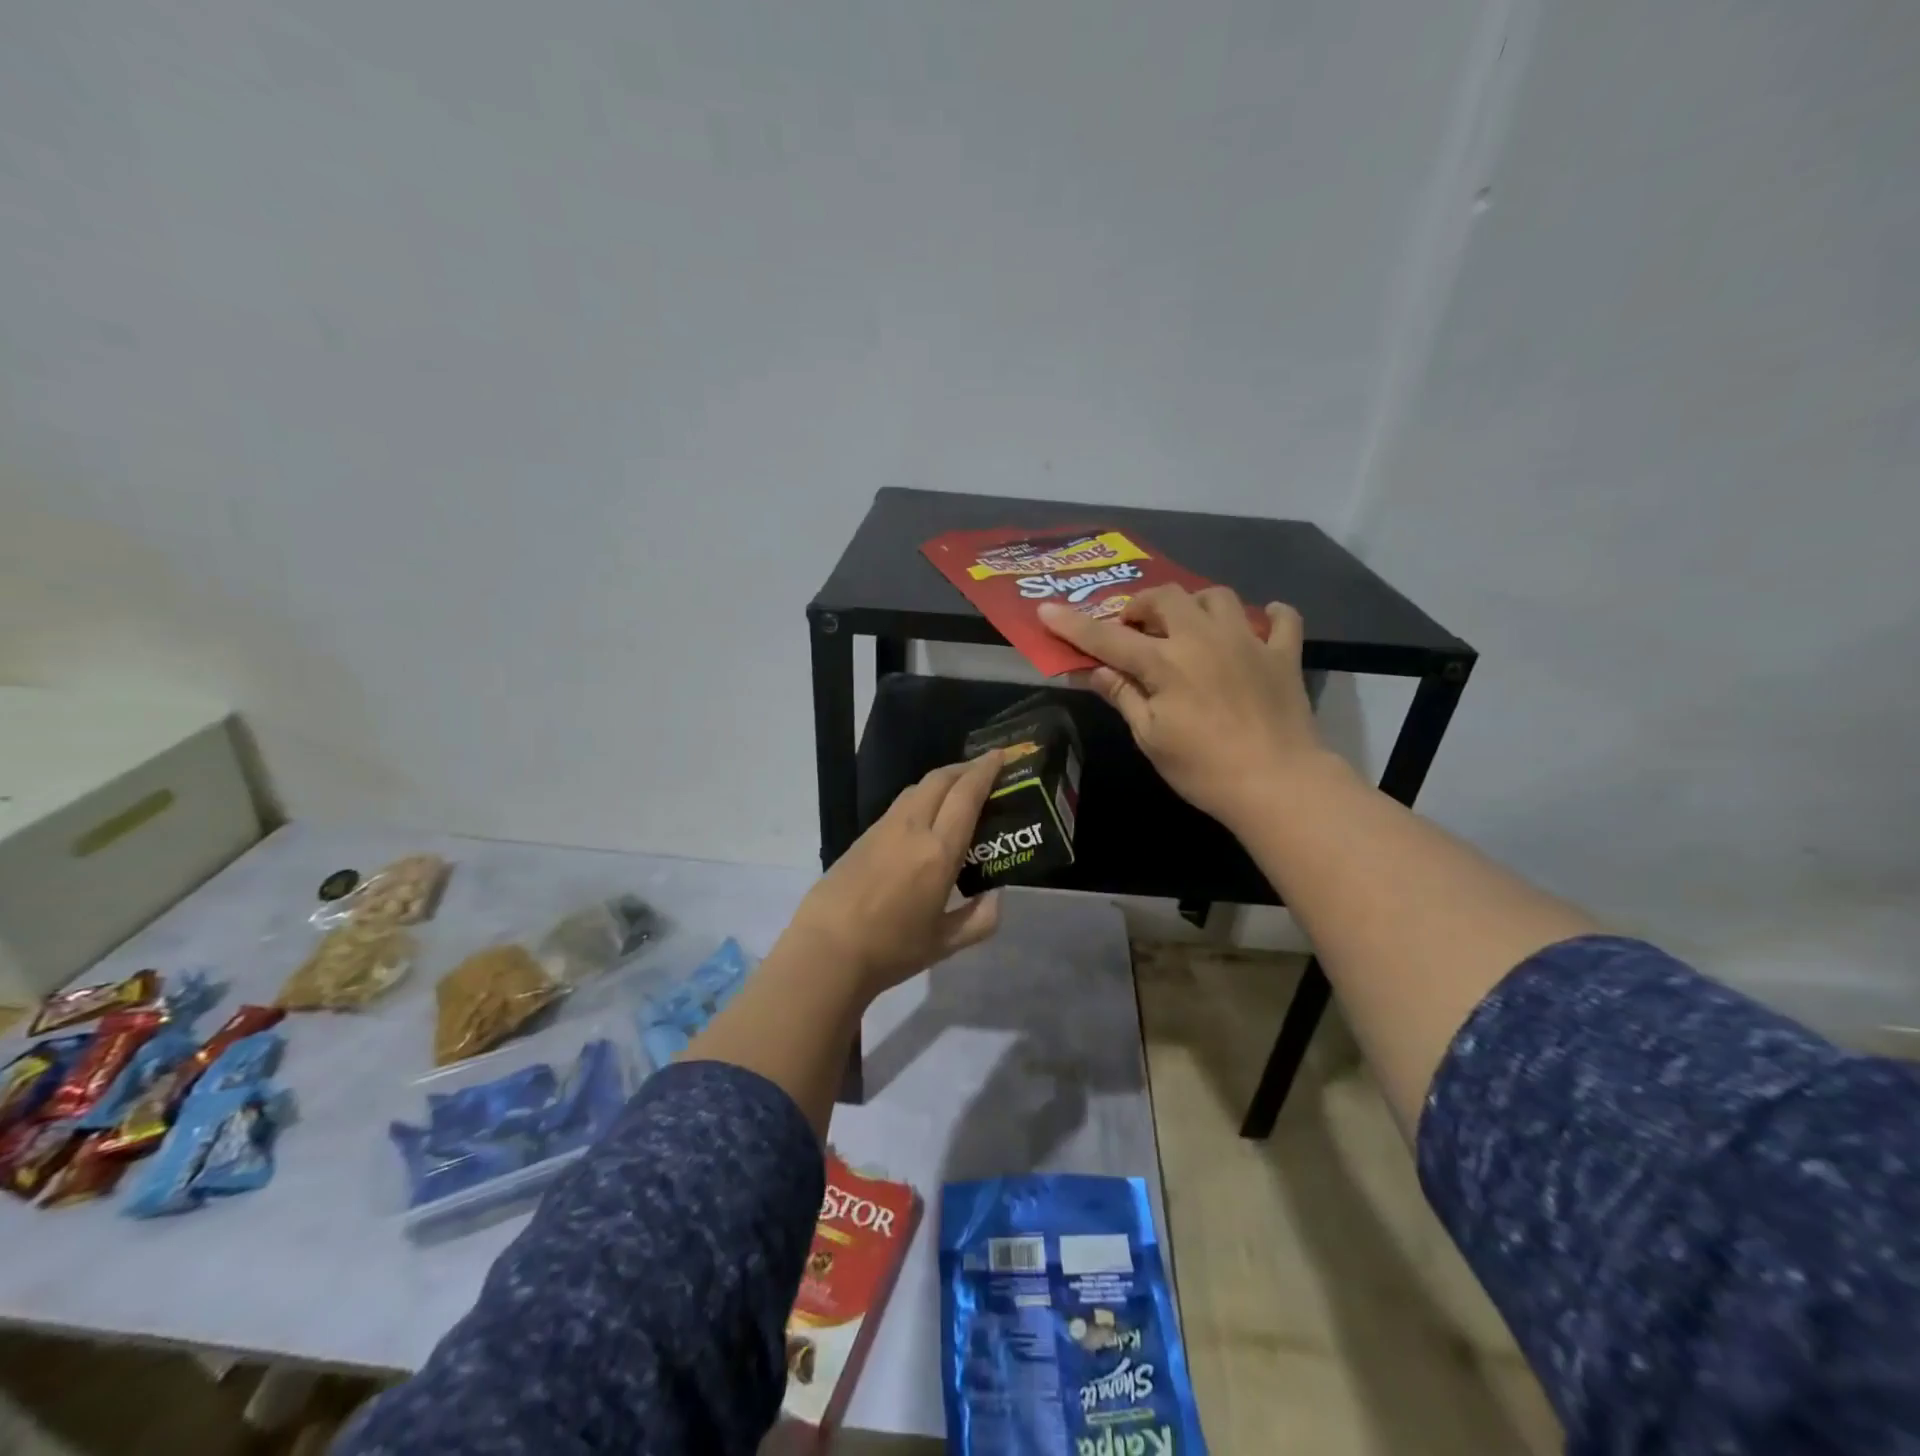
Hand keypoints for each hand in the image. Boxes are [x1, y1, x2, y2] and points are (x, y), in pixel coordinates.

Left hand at [783, 753, 1004, 996]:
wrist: (826, 951)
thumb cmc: (891, 949)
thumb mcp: (944, 943)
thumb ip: (979, 920)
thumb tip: (996, 898)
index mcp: (938, 852)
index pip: (966, 796)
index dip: (985, 771)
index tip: (1000, 756)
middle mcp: (912, 829)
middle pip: (940, 780)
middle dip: (964, 768)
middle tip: (984, 769)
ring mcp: (883, 829)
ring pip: (916, 788)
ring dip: (941, 780)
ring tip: (956, 789)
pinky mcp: (862, 837)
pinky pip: (899, 805)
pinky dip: (920, 797)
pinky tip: (924, 815)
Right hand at [1038, 586, 1336, 831]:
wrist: (1277, 784)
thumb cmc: (1203, 769)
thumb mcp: (1150, 737)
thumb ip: (1123, 695)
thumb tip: (1093, 670)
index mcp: (1165, 663)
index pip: (1108, 637)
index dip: (1074, 625)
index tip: (1047, 611)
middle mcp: (1204, 638)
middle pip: (1166, 597)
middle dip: (1141, 605)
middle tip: (1134, 629)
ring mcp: (1248, 642)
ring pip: (1217, 596)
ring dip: (1194, 604)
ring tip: (1186, 627)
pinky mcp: (1282, 655)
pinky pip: (1281, 618)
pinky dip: (1267, 617)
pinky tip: (1257, 626)